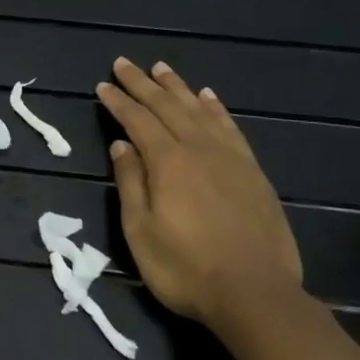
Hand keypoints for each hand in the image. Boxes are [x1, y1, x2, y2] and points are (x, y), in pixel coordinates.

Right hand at [96, 58, 302, 325]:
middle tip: (124, 63)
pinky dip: (216, 108)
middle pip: (167, 107)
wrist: (256, 296)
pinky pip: (231, 128)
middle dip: (143, 84)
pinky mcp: (253, 173)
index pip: (137, 120)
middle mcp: (199, 149)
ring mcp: (230, 159)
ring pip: (199, 110)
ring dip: (178, 87)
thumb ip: (131, 183)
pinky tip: (209, 98)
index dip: (118, 101)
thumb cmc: (185, 268)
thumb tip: (122, 145)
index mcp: (168, 162)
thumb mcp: (141, 231)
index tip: (103, 85)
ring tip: (162, 68)